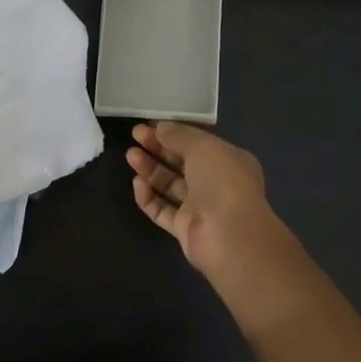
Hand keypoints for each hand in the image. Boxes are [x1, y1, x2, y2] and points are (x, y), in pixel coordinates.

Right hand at [126, 122, 284, 277]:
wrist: (230, 236)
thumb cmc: (222, 182)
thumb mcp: (202, 147)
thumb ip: (179, 135)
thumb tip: (160, 127)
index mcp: (229, 160)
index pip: (198, 143)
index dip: (174, 132)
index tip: (149, 125)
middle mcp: (216, 183)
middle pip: (182, 162)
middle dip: (158, 148)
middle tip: (134, 136)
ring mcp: (201, 207)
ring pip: (171, 185)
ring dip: (150, 170)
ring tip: (130, 155)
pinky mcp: (185, 228)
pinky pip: (162, 210)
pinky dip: (149, 197)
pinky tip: (137, 183)